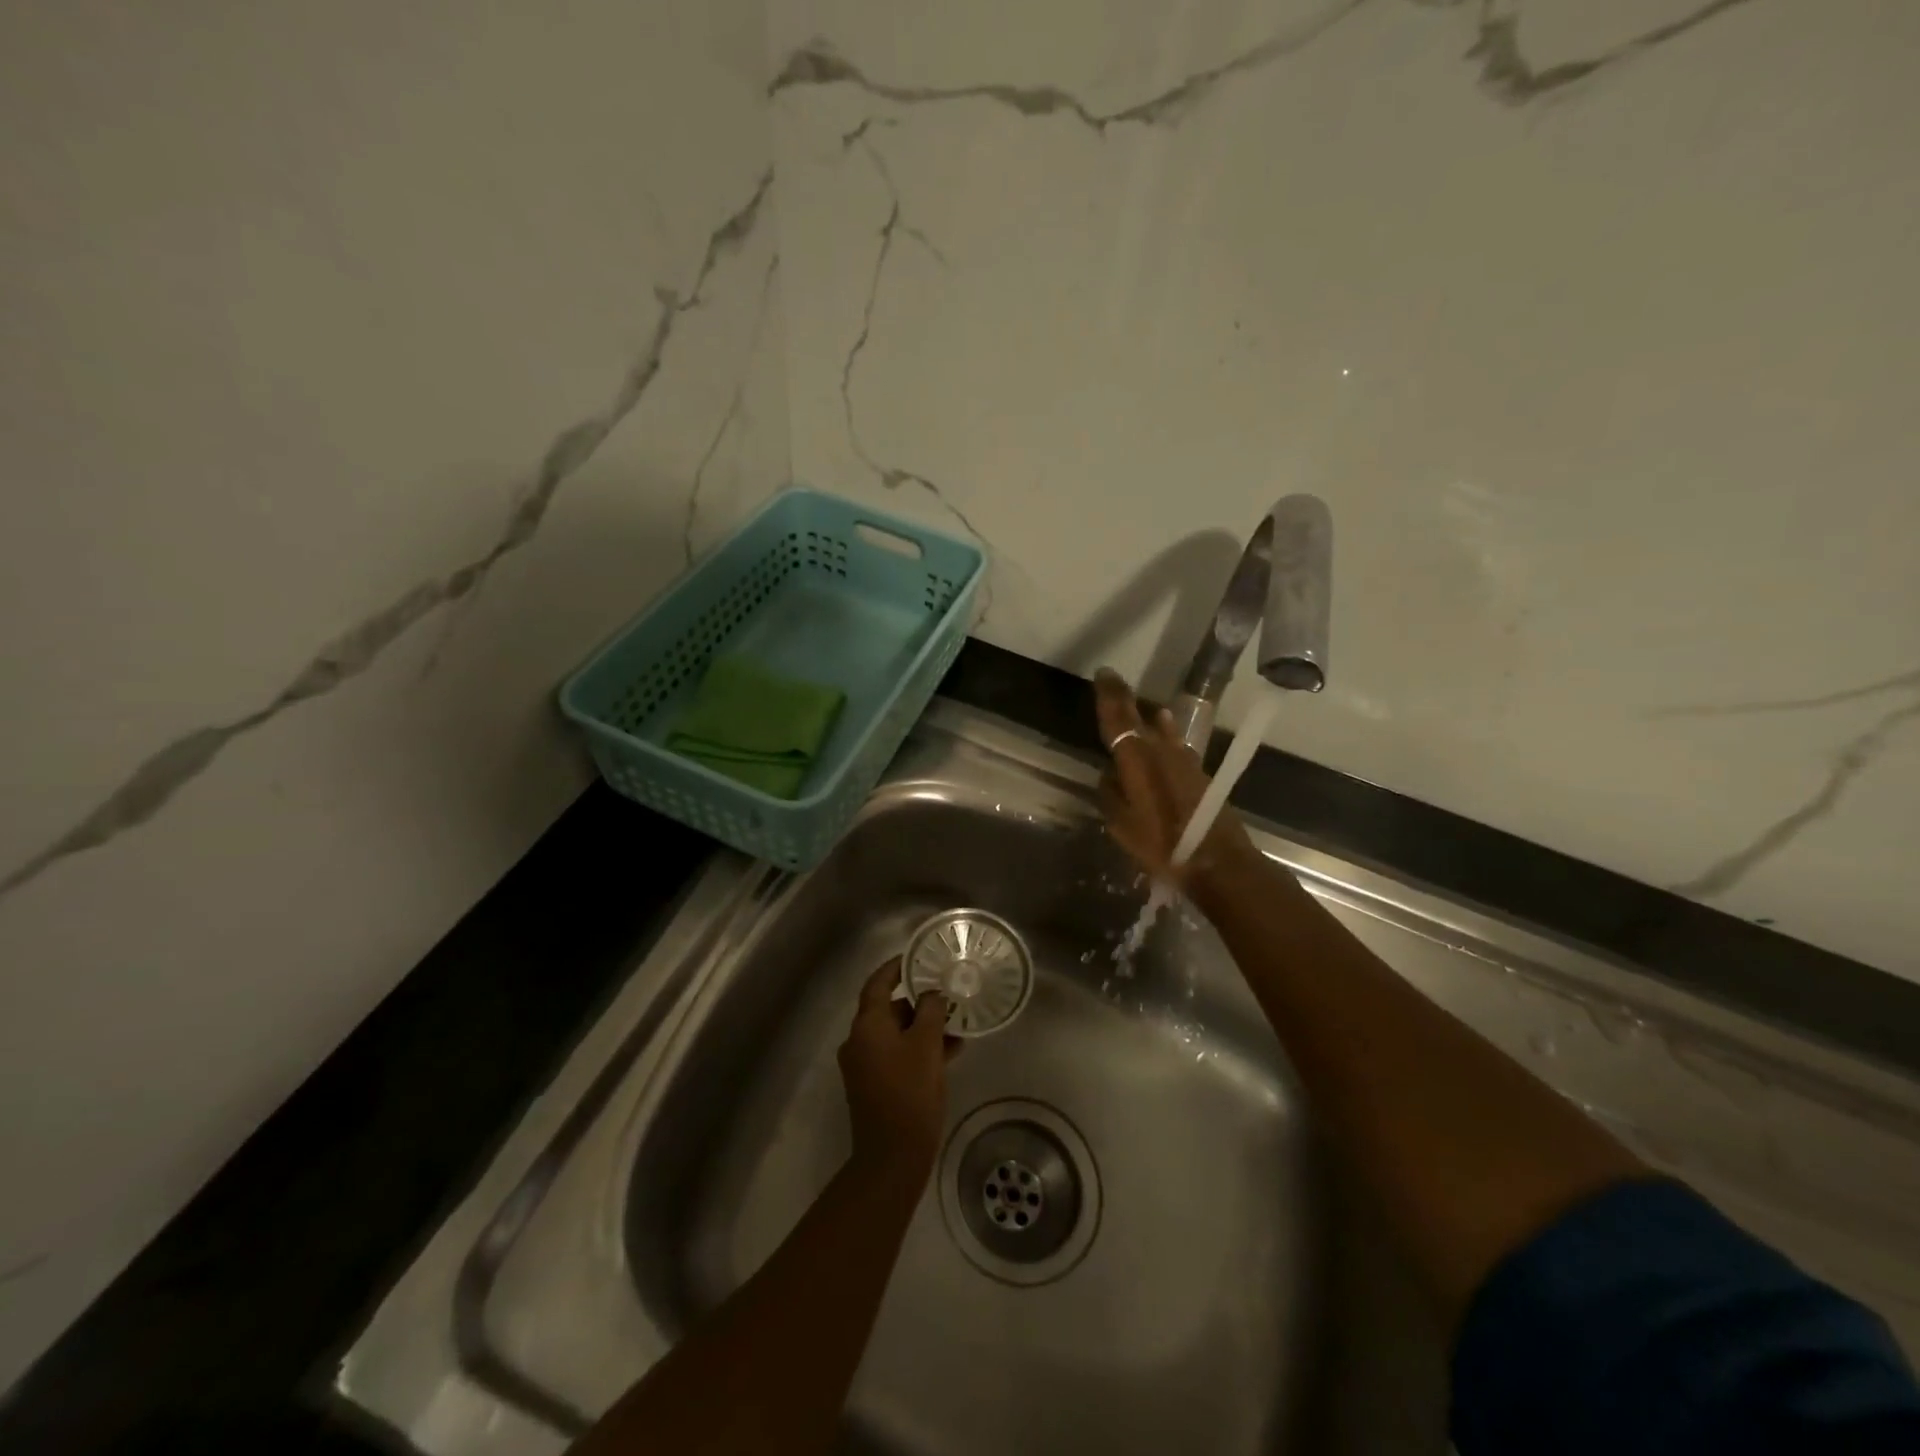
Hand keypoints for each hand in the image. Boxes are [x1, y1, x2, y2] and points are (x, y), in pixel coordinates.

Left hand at [838, 959, 953, 1180]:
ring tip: (956, 1024)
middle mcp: (859, 1040)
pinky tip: (950, 1052)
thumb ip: (931, 1011)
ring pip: (896, 1033)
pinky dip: (918, 1049)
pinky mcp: (875, 1085)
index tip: (917, 956)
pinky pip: (897, 1055)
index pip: (878, 983)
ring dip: (923, 1027)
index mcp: (867, 1025)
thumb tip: (932, 994)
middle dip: (918, 1001)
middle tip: (946, 993)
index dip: (896, 967)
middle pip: (887, 1008)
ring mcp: (865, 1065)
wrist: (892, 1157)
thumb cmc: (910, 1093)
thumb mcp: (927, 1045)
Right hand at [1093, 669, 1258, 890]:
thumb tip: (1109, 774)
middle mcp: (1161, 752)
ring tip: (1143, 710)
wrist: (1216, 860)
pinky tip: (1165, 737)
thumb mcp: (1122, 826)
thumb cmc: (1162, 845)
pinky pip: (1176, 746)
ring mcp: (1185, 760)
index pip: (1119, 719)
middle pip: (1141, 718)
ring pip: (1163, 730)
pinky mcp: (1200, 773)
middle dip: (1125, 699)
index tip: (1103, 675)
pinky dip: (1166, 736)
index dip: (1109, 696)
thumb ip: (1111, 795)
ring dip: (1150, 718)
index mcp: (1137, 761)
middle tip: (1113, 682)